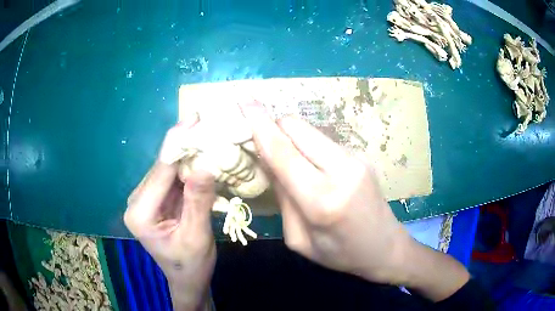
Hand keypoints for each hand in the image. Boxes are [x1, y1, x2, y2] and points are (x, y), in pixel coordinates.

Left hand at [124, 119, 214, 310]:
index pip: (160, 172)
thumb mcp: (196, 236)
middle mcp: (137, 201)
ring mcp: (147, 198)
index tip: (197, 119)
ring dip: (188, 152)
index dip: (179, 144)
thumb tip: (206, 164)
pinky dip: (188, 165)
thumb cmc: (191, 265)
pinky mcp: (158, 199)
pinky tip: (202, 152)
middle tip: (206, 120)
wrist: (188, 280)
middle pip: (162, 166)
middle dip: (185, 144)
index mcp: (139, 213)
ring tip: (207, 130)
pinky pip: (173, 177)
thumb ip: (198, 201)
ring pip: (168, 169)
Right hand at [239, 101, 409, 282]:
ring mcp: (356, 158)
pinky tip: (311, 167)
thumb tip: (268, 160)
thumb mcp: (299, 239)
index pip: (283, 151)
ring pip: (310, 131)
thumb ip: (282, 198)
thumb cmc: (340, 253)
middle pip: (297, 127)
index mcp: (322, 199)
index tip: (244, 102)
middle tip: (260, 142)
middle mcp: (342, 169)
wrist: (385, 246)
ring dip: (290, 137)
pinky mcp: (361, 154)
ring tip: (287, 161)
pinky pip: (323, 141)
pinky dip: (307, 146)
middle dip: (273, 127)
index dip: (259, 124)